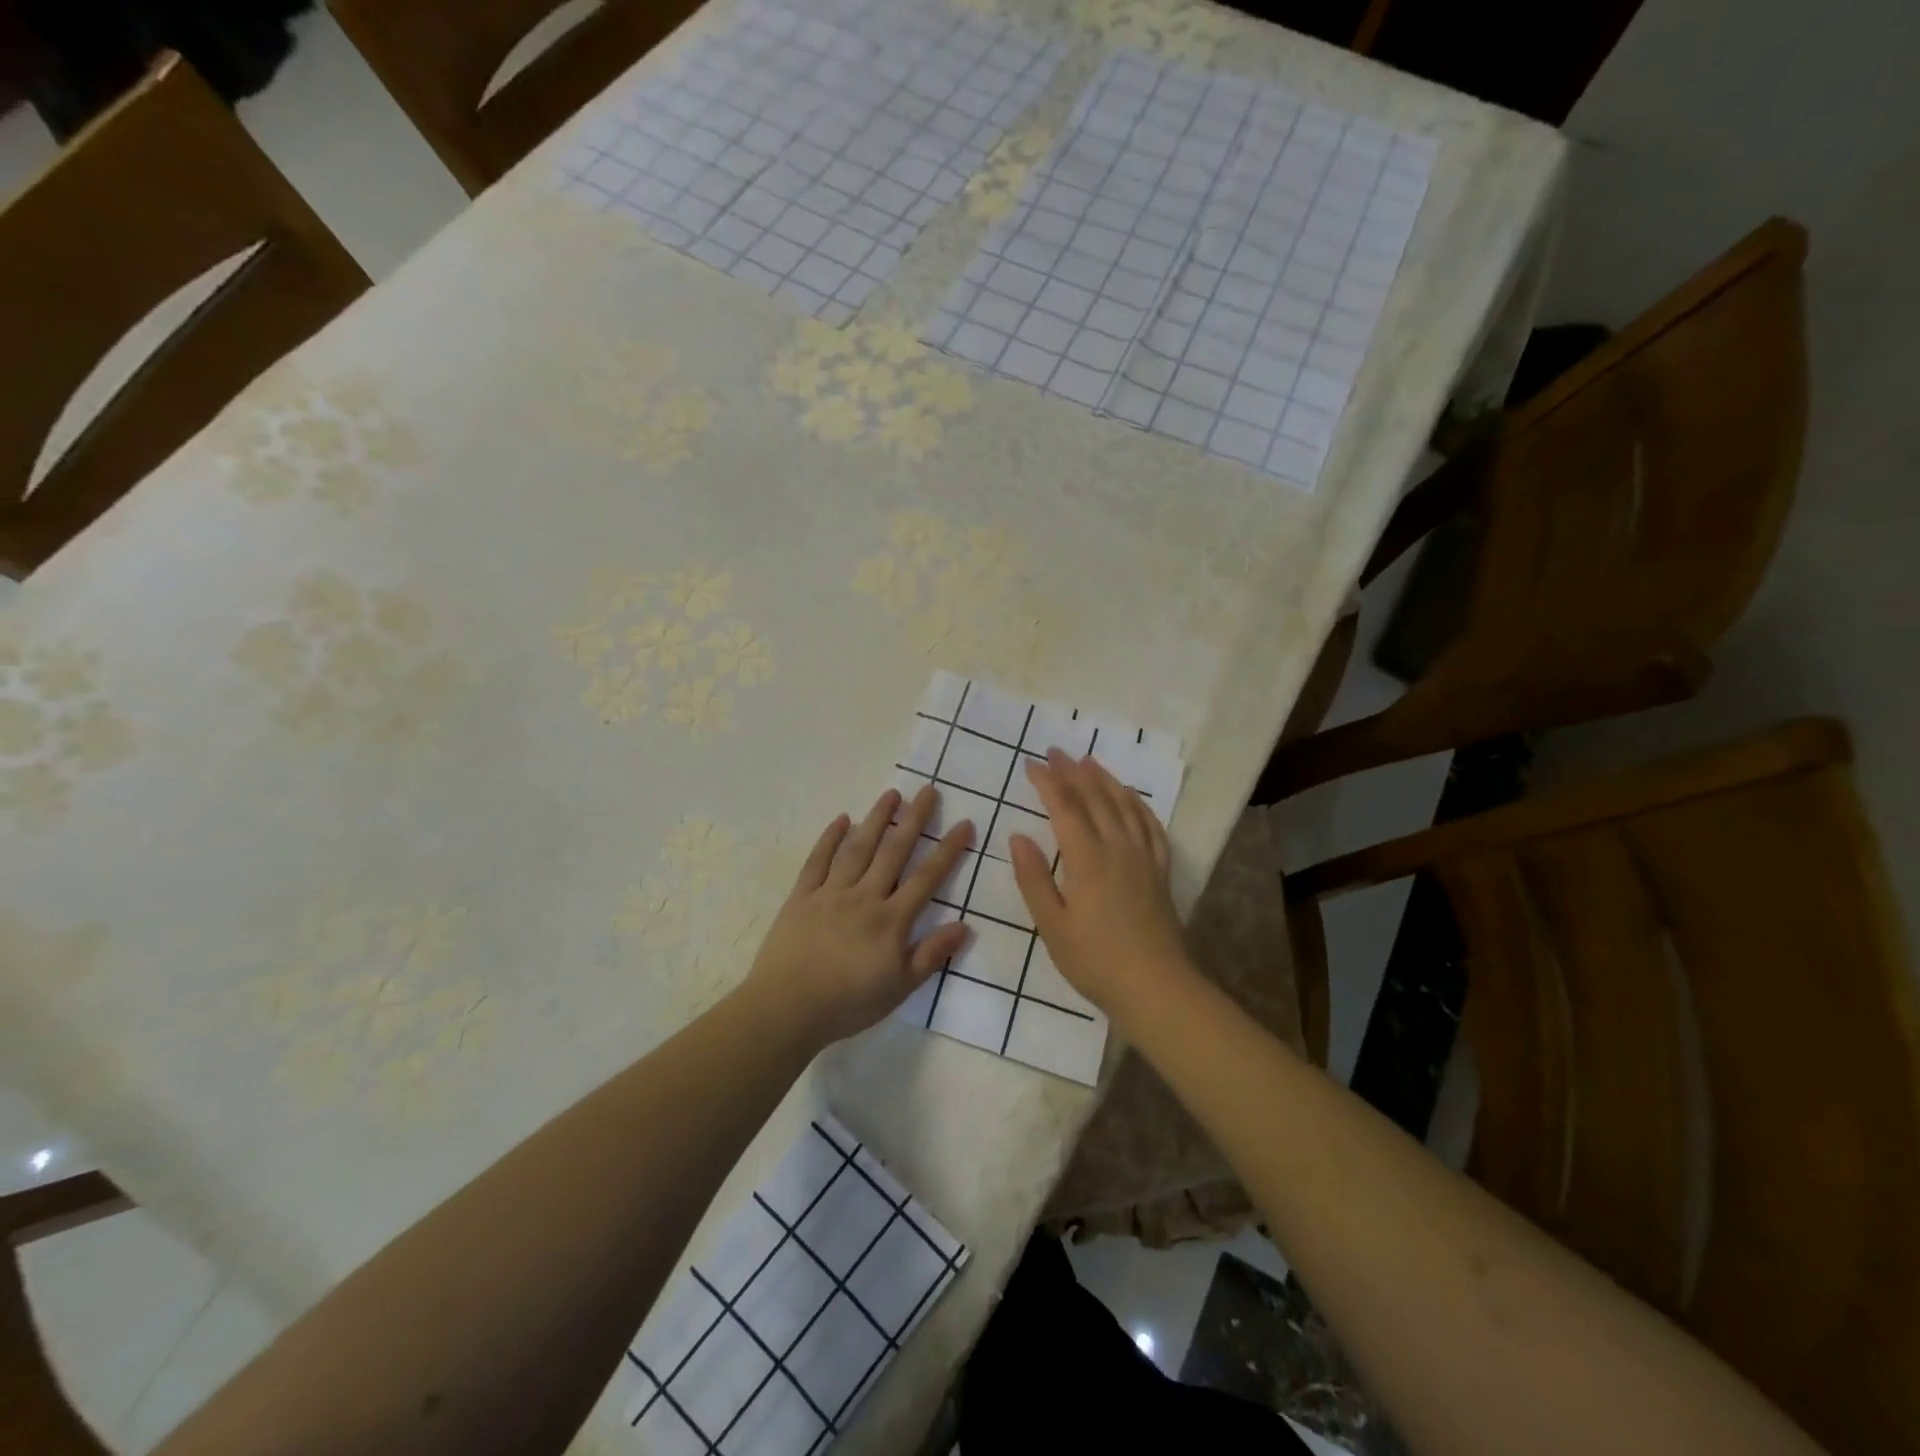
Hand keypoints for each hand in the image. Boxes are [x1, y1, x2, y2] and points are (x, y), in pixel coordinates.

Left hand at [743, 785, 972, 1046]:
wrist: (786, 1009)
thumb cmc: (848, 1003)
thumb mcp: (900, 988)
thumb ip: (931, 954)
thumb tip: (964, 925)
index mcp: (891, 920)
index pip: (927, 877)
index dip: (948, 850)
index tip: (964, 823)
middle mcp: (864, 896)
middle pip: (894, 851)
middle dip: (914, 819)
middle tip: (928, 789)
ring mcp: (830, 893)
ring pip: (858, 848)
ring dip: (876, 819)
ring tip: (891, 794)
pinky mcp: (801, 897)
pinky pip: (818, 861)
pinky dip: (830, 838)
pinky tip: (842, 820)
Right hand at [1010, 750, 1192, 1016]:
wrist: (1155, 986)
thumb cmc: (1095, 961)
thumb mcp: (1052, 926)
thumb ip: (1034, 879)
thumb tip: (1018, 837)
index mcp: (1087, 860)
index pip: (1065, 809)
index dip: (1048, 783)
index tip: (1031, 764)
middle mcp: (1118, 848)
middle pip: (1095, 799)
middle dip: (1073, 772)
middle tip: (1056, 752)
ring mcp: (1143, 857)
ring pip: (1124, 805)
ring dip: (1105, 780)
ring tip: (1090, 761)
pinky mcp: (1160, 870)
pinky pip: (1151, 825)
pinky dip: (1138, 804)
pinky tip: (1131, 797)